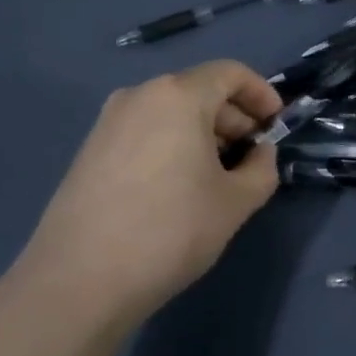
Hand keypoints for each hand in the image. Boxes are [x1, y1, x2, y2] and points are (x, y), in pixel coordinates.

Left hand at [12, 60, 282, 320]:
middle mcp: (140, 96)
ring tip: (220, 174)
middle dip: (234, 117)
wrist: (78, 282)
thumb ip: (262, 167)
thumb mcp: (236, 202)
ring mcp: (109, 122)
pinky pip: (146, 131)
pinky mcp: (90, 151)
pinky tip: (180, 186)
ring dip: (204, 132)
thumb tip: (259, 153)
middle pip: (199, 90)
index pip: (230, 73)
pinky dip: (173, 144)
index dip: (261, 94)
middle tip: (253, 154)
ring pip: (171, 112)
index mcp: (178, 96)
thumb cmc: (170, 230)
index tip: (276, 124)